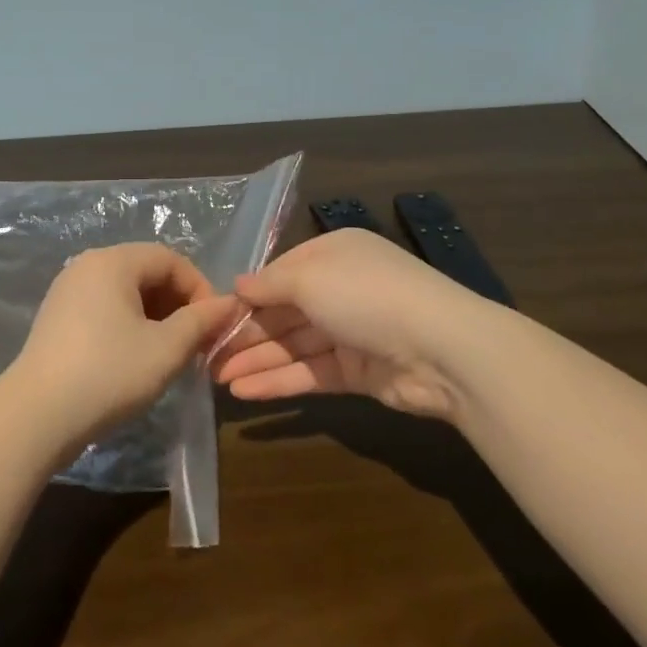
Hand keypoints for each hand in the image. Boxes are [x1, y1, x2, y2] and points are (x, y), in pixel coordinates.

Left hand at [4, 243, 237, 444]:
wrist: (35, 417)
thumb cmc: (108, 373)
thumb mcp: (166, 348)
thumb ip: (202, 321)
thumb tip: (230, 304)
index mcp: (112, 261)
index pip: (170, 259)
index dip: (200, 288)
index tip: (214, 325)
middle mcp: (87, 265)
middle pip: (147, 272)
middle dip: (179, 304)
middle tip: (197, 342)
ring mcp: (67, 291)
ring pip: (127, 292)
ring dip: (157, 317)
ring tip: (171, 353)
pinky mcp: (57, 318)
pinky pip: (105, 308)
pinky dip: (130, 325)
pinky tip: (138, 358)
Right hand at [210, 228, 484, 421]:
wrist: (441, 348)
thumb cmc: (365, 296)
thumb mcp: (309, 279)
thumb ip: (269, 284)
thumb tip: (238, 286)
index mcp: (334, 254)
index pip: (281, 273)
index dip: (247, 295)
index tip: (211, 315)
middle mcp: (341, 289)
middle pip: (284, 311)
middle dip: (246, 333)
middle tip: (205, 355)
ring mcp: (351, 331)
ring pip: (294, 345)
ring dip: (256, 360)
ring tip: (215, 379)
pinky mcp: (357, 371)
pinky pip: (310, 372)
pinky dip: (279, 381)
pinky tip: (244, 392)